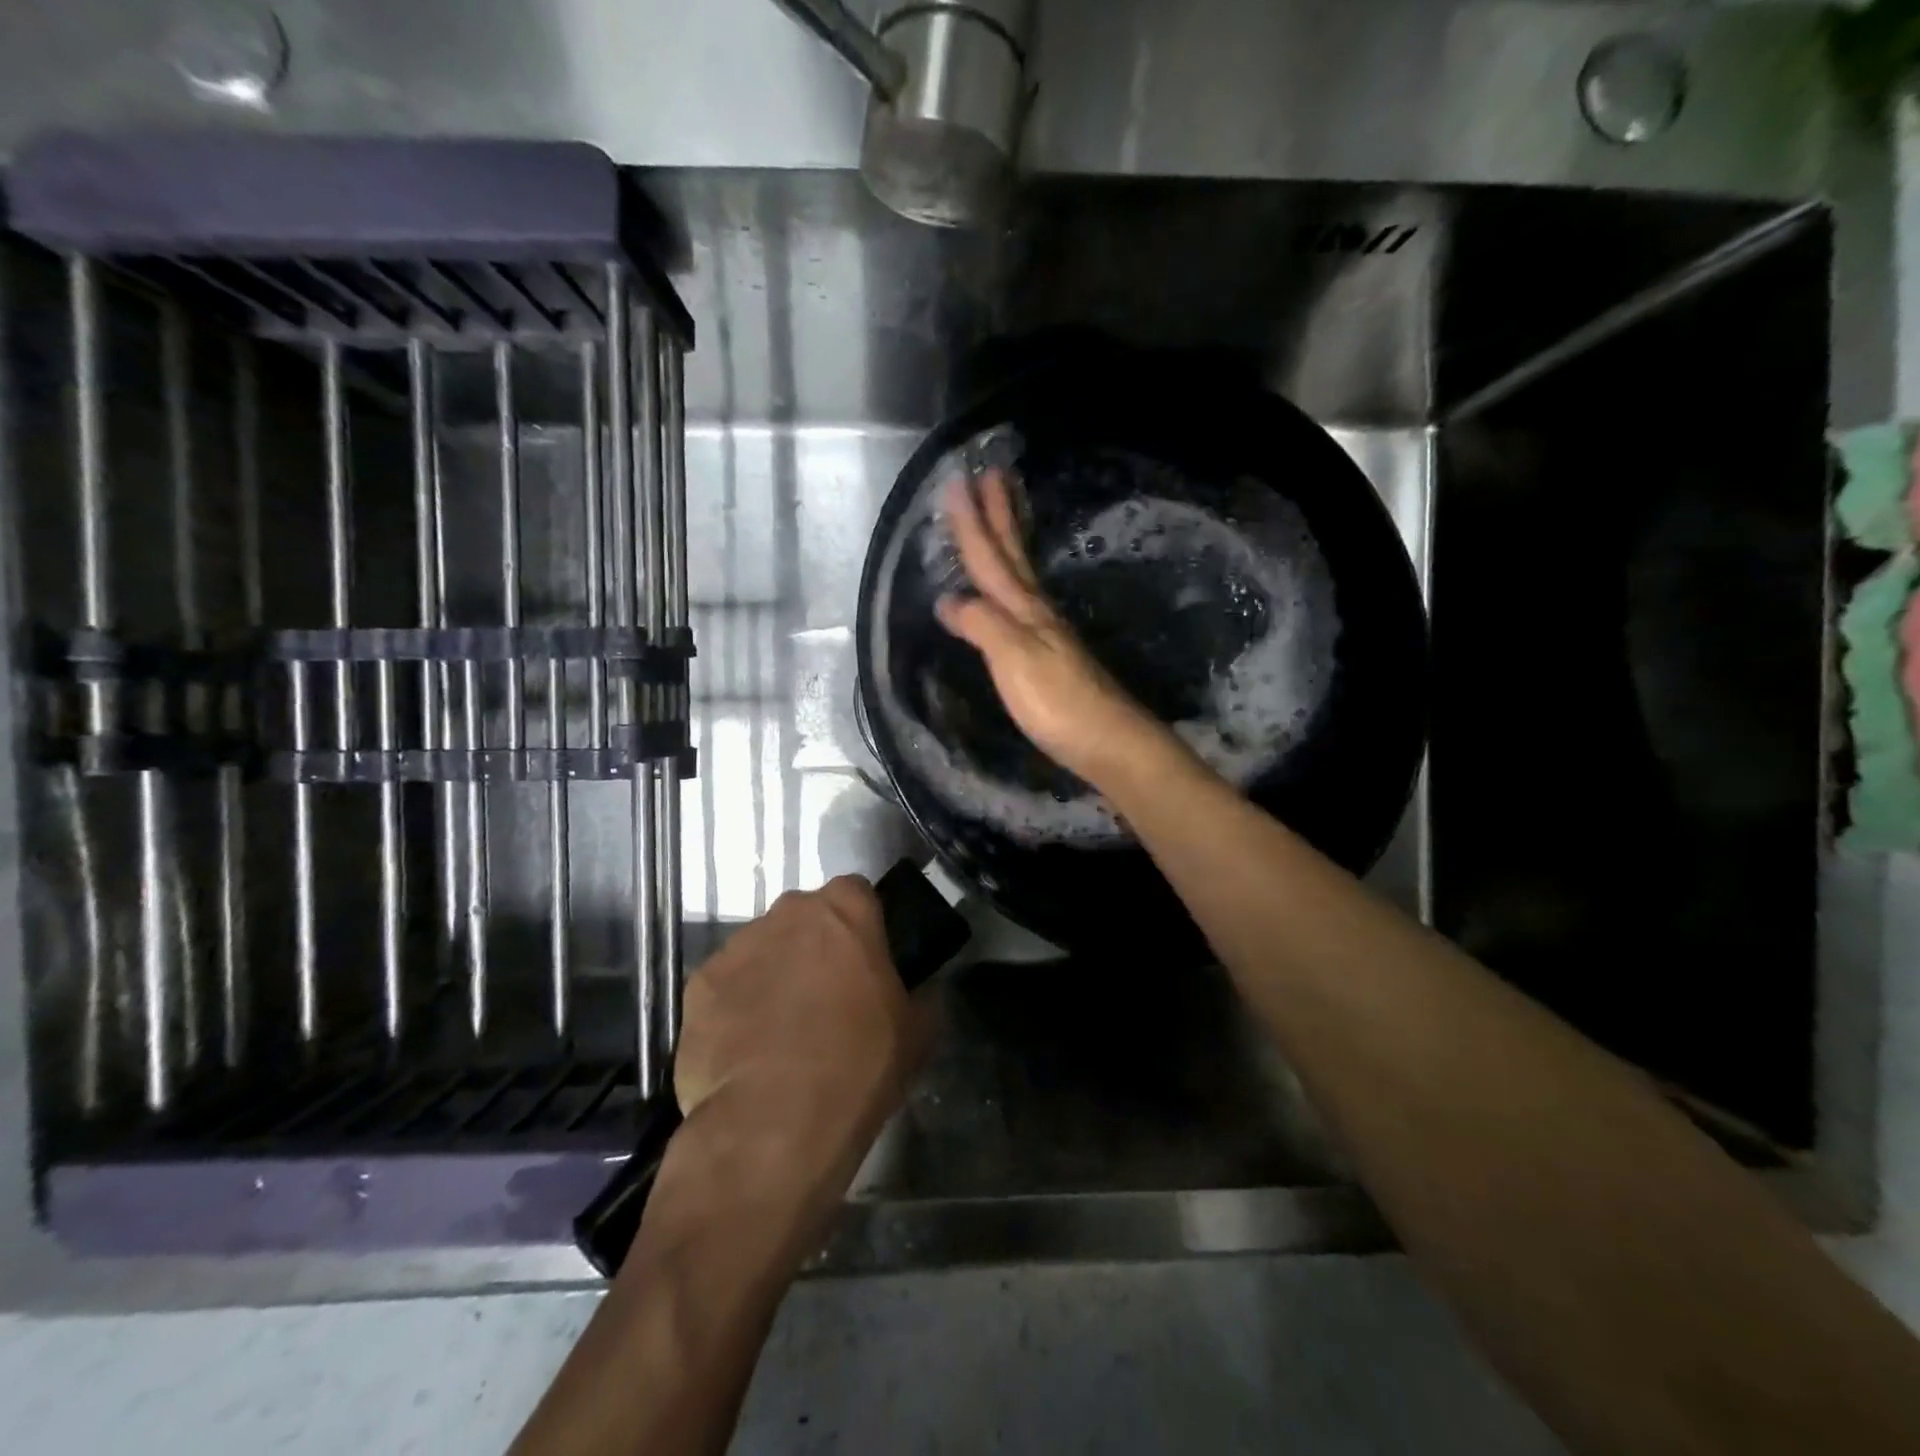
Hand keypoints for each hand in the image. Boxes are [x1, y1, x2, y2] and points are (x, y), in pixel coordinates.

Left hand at [674, 877, 926, 1204]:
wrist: (773, 1124)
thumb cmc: (858, 1065)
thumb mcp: (917, 1032)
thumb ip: (920, 996)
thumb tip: (921, 994)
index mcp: (844, 910)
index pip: (857, 894)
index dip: (862, 926)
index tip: (867, 961)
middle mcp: (787, 913)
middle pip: (805, 918)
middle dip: (815, 946)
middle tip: (827, 996)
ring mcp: (737, 946)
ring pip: (763, 948)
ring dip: (774, 973)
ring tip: (780, 1029)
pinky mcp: (698, 984)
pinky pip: (726, 984)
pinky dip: (736, 1005)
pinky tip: (746, 1048)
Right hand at [935, 470, 1165, 790]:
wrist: (1107, 741)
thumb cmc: (1057, 702)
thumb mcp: (1014, 659)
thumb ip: (981, 625)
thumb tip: (948, 599)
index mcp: (1024, 610)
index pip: (990, 559)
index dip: (971, 523)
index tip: (956, 482)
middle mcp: (1036, 613)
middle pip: (1013, 556)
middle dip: (999, 515)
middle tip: (992, 473)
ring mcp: (1047, 633)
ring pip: (1021, 575)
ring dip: (1009, 541)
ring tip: (1003, 512)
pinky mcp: (1051, 656)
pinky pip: (1023, 602)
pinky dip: (1012, 581)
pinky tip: (1009, 590)